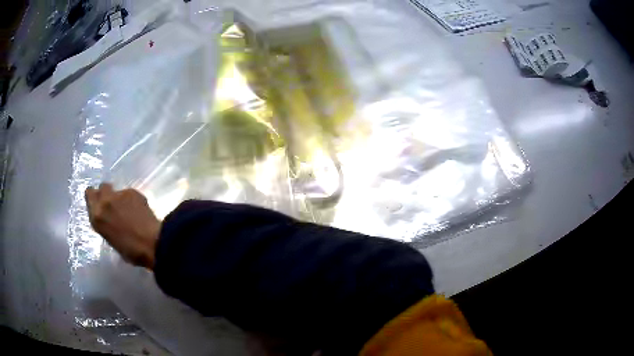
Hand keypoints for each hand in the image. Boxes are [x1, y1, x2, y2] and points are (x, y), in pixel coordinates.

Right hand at [85, 183, 160, 268]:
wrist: (151, 243)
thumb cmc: (131, 251)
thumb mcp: (110, 239)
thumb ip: (105, 224)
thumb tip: (109, 219)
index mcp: (96, 217)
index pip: (89, 195)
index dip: (94, 197)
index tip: (99, 203)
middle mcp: (104, 202)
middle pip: (102, 187)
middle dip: (106, 193)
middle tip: (113, 204)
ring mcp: (118, 194)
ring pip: (116, 189)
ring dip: (120, 197)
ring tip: (129, 209)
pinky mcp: (132, 192)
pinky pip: (129, 193)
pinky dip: (132, 200)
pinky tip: (139, 210)